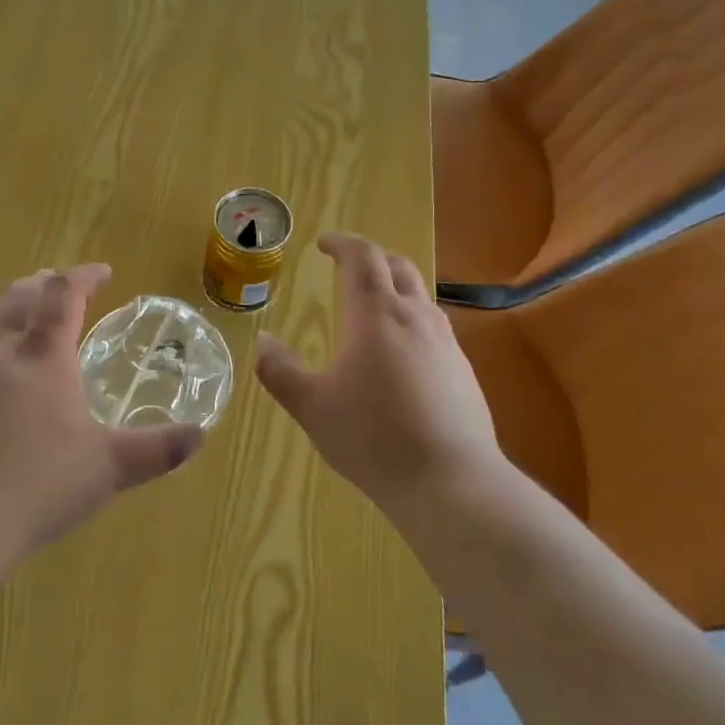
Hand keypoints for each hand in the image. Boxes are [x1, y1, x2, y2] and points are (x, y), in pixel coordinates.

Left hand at [0, 265, 204, 555]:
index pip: (63, 295)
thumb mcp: (109, 468)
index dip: (83, 276)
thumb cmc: (38, 485)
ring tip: (20, 325)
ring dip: (7, 314)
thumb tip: (200, 435)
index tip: (101, 272)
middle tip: (58, 285)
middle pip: (18, 299)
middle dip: (42, 285)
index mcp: (43, 358)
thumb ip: (157, 449)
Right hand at [255, 233, 502, 511]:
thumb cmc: (373, 438)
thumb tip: (262, 342)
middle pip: (397, 267)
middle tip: (346, 268)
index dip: (342, 244)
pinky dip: (411, 321)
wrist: (450, 481)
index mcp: (376, 315)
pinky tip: (399, 355)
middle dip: (371, 259)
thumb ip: (280, 371)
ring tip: (371, 309)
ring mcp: (446, 342)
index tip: (323, 243)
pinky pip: (434, 327)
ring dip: (394, 288)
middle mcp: (415, 317)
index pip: (362, 258)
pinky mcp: (463, 369)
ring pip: (420, 296)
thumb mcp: (312, 407)